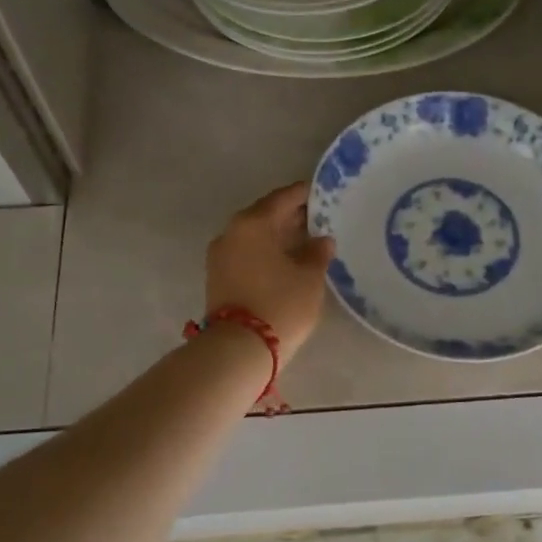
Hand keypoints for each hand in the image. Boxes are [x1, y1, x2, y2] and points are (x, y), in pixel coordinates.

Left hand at [206, 183, 335, 355]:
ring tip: (306, 241)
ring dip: (278, 236)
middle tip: (319, 218)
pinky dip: (266, 252)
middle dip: (291, 216)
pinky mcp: (218, 277)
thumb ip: (317, 253)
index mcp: (253, 222)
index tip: (323, 193)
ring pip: (255, 236)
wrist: (238, 349)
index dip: (305, 195)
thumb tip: (321, 240)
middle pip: (265, 215)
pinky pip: (247, 253)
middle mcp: (232, 232)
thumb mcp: (309, 278)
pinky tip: (286, 261)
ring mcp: (220, 255)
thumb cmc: (280, 305)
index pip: (283, 198)